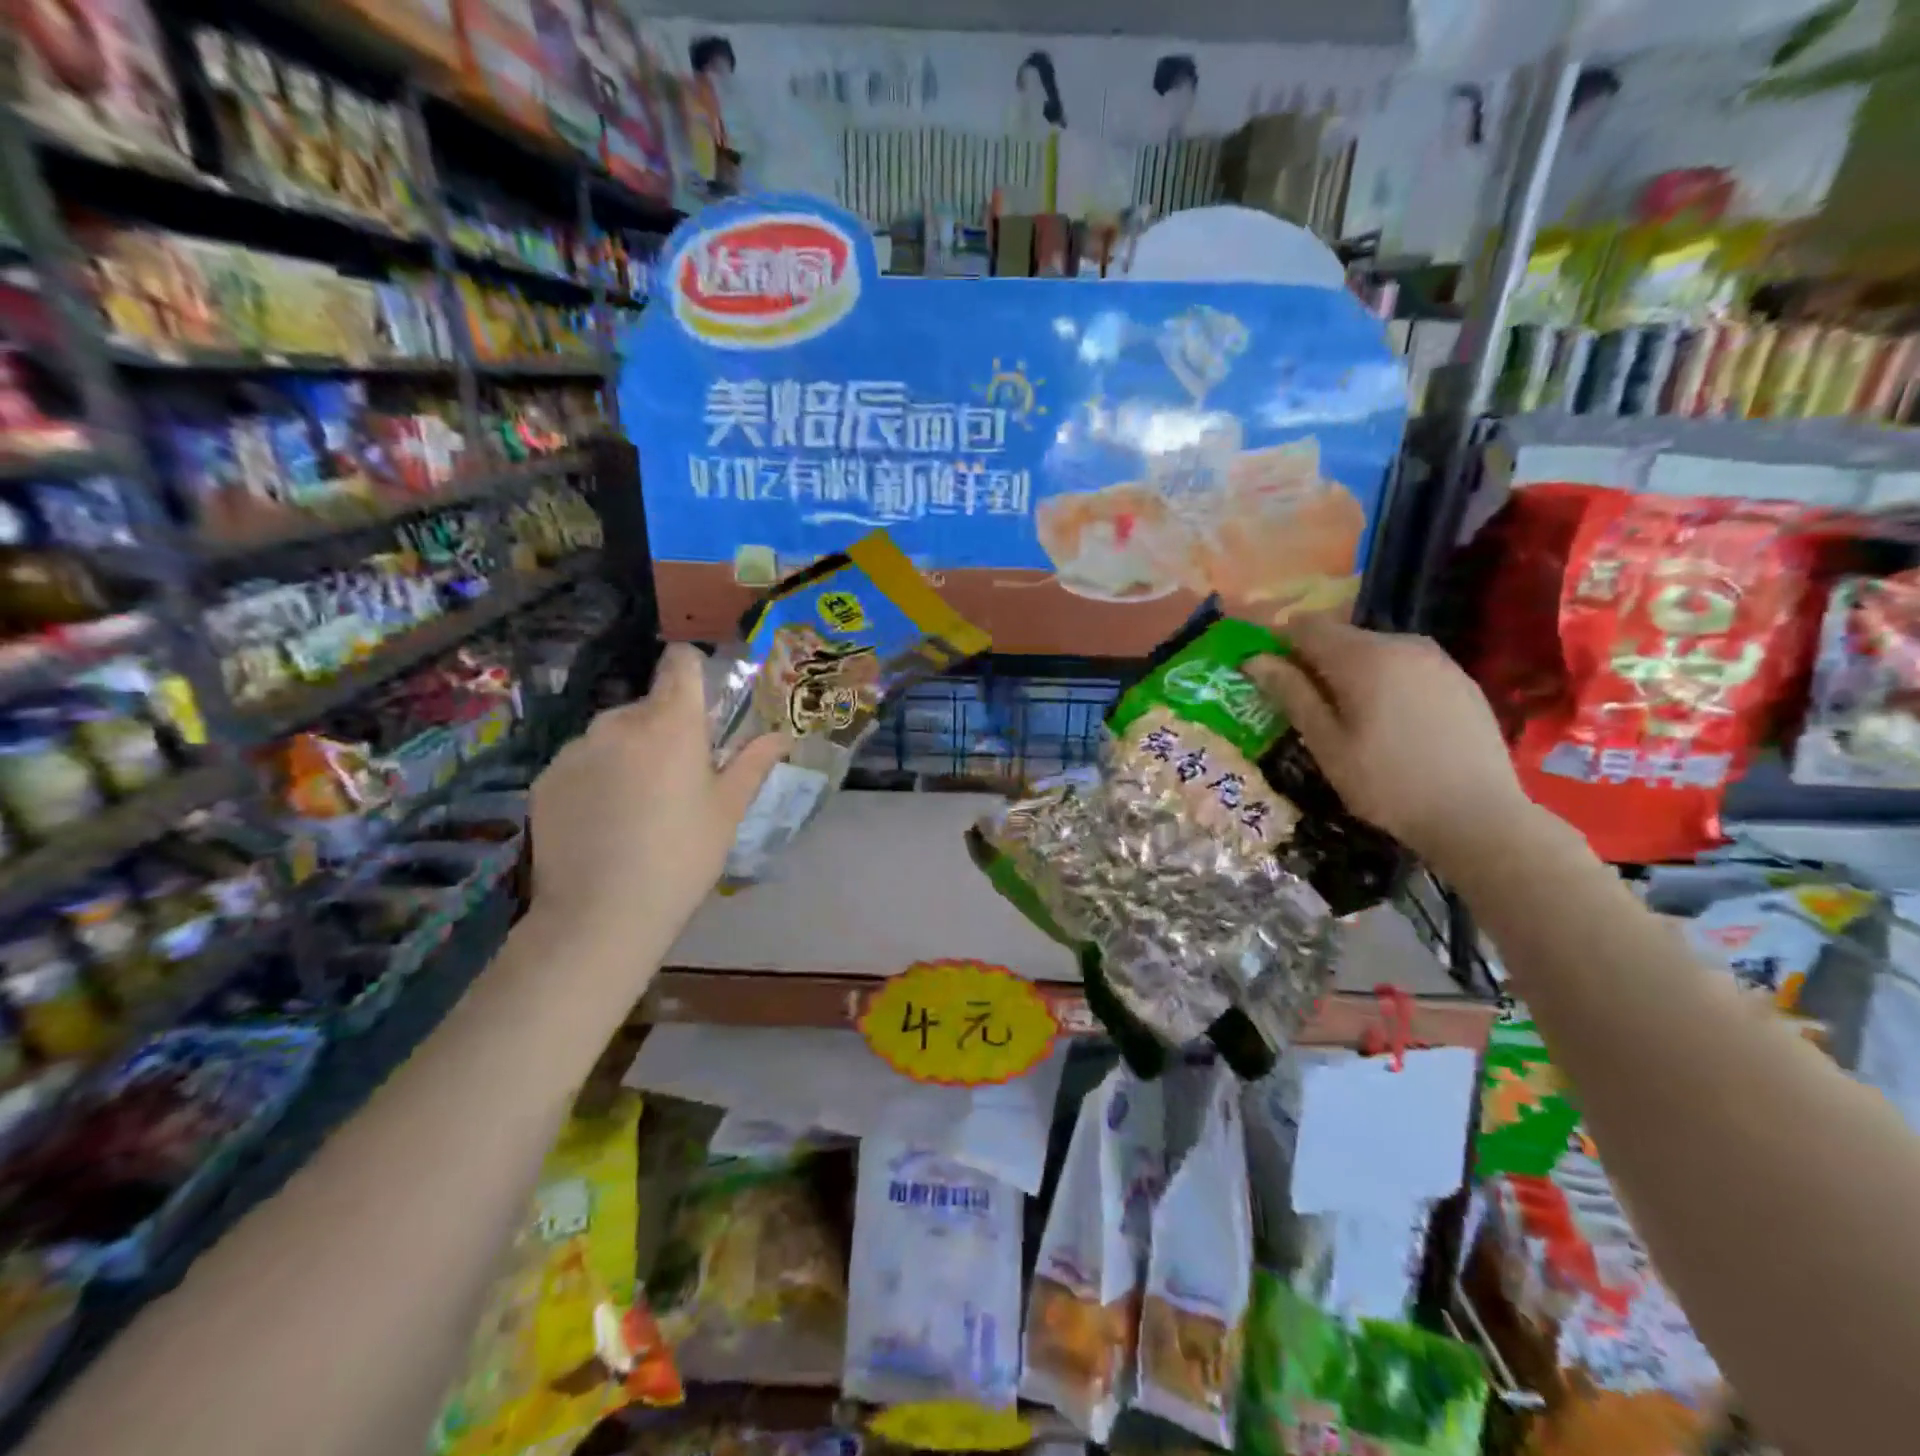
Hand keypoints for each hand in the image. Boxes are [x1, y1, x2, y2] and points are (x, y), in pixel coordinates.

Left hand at [528, 644, 785, 951]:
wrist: (601, 914)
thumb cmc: (682, 857)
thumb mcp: (728, 810)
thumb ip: (754, 763)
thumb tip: (783, 736)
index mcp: (672, 724)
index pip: (680, 663)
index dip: (693, 672)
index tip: (703, 705)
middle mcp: (619, 723)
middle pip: (648, 706)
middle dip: (665, 729)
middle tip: (678, 779)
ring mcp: (576, 749)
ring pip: (613, 735)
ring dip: (629, 753)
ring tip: (637, 807)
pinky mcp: (546, 777)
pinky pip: (582, 762)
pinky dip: (596, 778)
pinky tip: (603, 823)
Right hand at [1245, 619, 1534, 873]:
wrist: (1479, 817)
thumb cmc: (1386, 784)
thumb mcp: (1326, 743)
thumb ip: (1291, 694)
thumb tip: (1254, 659)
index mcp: (1362, 656)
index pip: (1305, 626)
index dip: (1279, 644)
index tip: (1269, 677)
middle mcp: (1401, 643)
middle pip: (1341, 636)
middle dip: (1315, 661)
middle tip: (1306, 706)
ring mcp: (1437, 659)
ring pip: (1375, 650)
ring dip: (1350, 671)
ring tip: (1348, 717)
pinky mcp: (1459, 678)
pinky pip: (1406, 665)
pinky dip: (1385, 680)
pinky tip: (1390, 722)